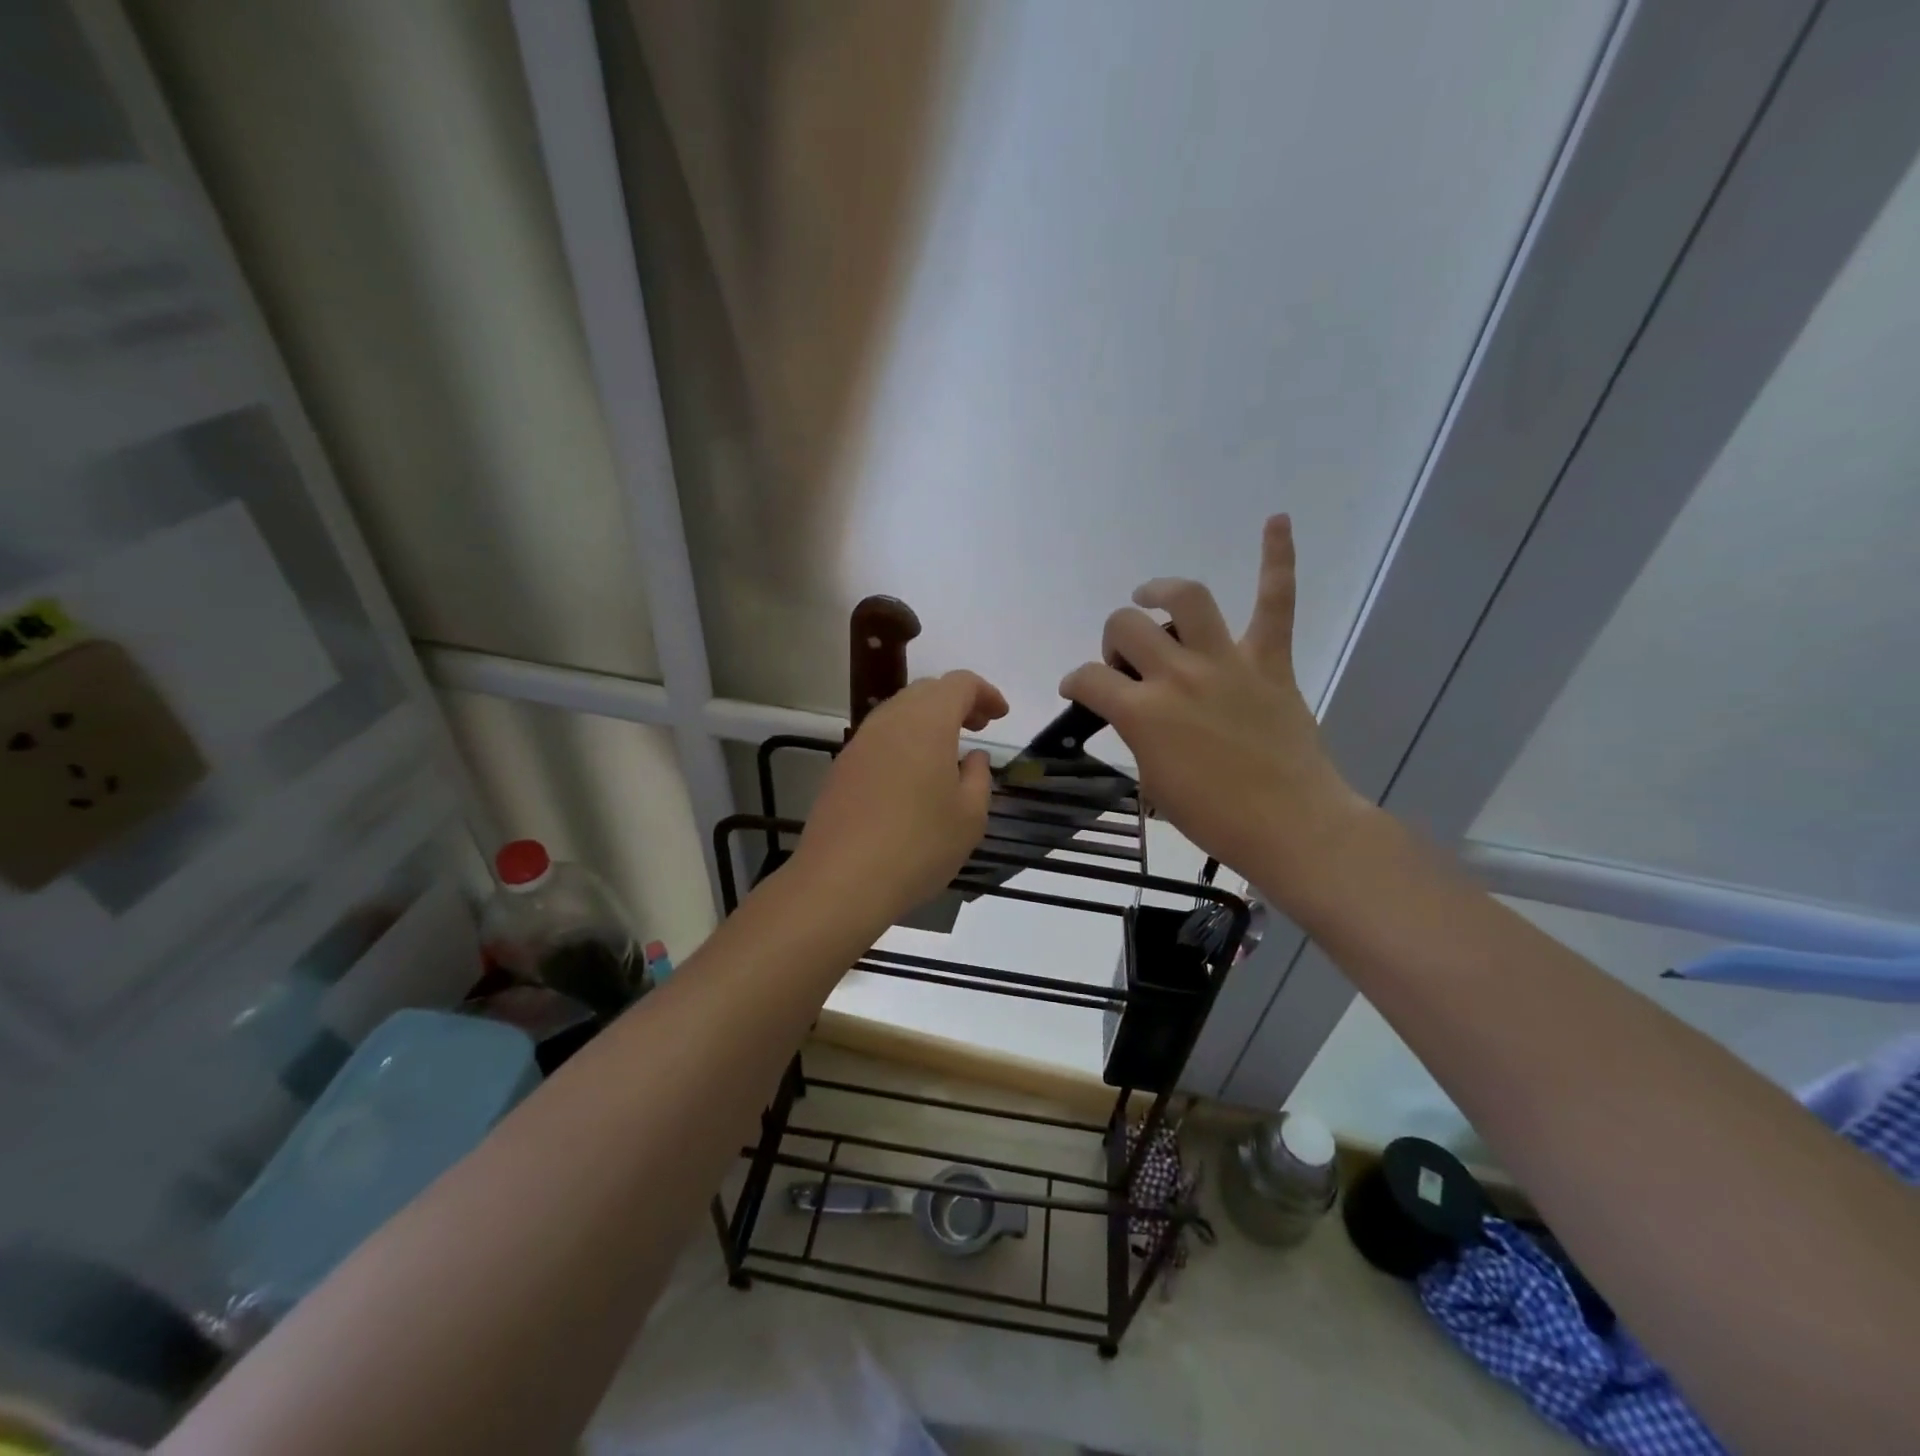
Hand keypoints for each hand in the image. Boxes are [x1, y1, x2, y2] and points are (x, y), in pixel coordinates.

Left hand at [789, 670, 1009, 922]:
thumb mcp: (969, 817)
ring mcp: (860, 742)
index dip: (985, 693)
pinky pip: (880, 737)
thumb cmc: (918, 846)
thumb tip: (974, 757)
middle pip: (926, 691)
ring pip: (899, 712)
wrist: (841, 881)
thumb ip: (979, 778)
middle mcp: (890, 721)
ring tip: (947, 751)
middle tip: (978, 727)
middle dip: (956, 701)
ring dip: (927, 720)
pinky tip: (913, 775)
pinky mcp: (842, 767)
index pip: (959, 684)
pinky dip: (904, 741)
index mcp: (927, 723)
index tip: (1000, 715)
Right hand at [1060, 515, 1370, 903]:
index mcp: (1143, 712)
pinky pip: (1276, 601)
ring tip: (1152, 596)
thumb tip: (1137, 714)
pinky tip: (1276, 520)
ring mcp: (1226, 662)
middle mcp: (1178, 675)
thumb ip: (1138, 737)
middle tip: (1126, 662)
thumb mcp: (1154, 783)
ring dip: (1162, 590)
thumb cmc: (1214, 818)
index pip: (1088, 678)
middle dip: (1115, 640)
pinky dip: (1277, 559)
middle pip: (1127, 626)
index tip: (1078, 690)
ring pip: (1187, 598)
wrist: (1290, 826)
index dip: (1075, 682)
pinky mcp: (1270, 661)